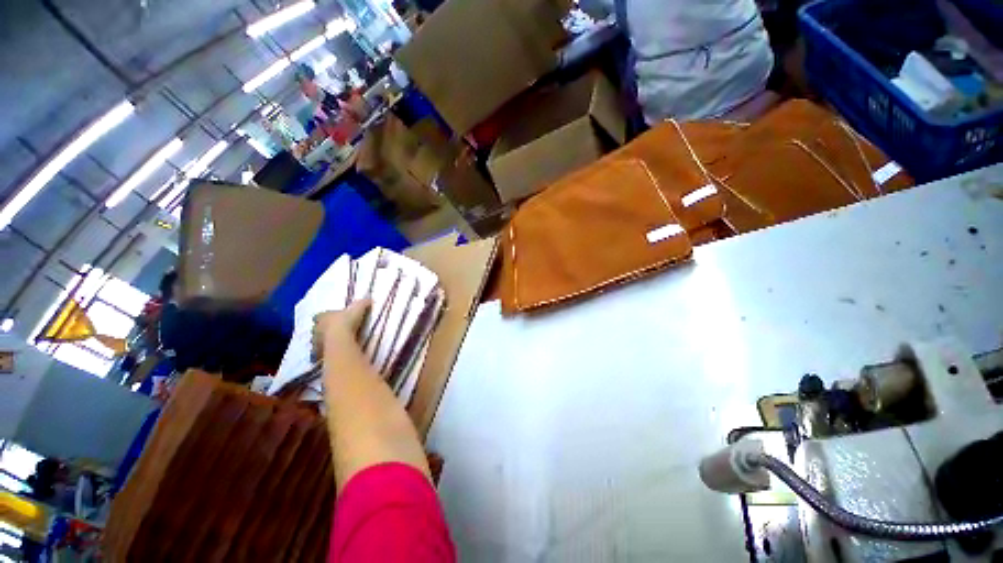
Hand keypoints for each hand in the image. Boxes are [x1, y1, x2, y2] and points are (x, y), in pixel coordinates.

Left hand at [311, 299, 370, 359]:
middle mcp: (317, 328)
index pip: (321, 315)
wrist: (340, 339)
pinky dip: (325, 352)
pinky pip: (321, 352)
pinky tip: (332, 352)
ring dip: (323, 341)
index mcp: (323, 316)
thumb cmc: (347, 321)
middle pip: (317, 328)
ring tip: (332, 343)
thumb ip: (363, 303)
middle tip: (332, 330)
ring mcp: (316, 341)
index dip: (326, 316)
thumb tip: (370, 299)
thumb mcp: (358, 308)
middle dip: (323, 329)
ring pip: (317, 340)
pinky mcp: (319, 352)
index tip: (332, 317)